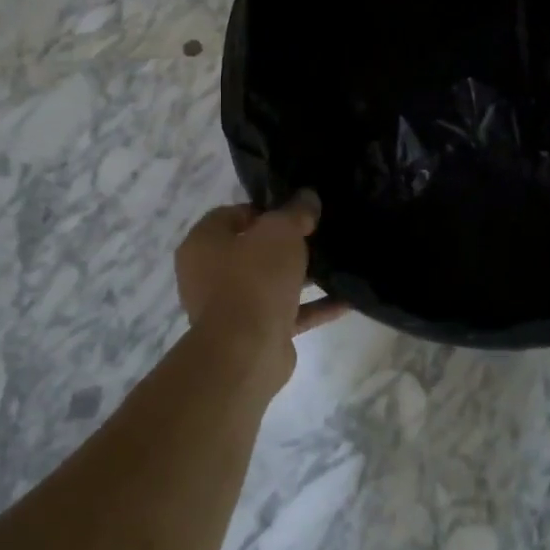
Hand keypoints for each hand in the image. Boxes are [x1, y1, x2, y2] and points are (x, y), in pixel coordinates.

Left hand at [174, 194, 346, 384]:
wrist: (246, 352)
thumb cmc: (254, 279)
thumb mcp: (280, 232)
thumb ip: (295, 211)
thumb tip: (308, 197)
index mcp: (203, 243)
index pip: (233, 214)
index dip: (266, 210)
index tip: (297, 211)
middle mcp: (209, 274)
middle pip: (253, 250)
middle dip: (287, 244)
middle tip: (319, 234)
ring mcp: (231, 307)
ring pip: (271, 283)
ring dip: (302, 276)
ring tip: (337, 264)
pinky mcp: (255, 334)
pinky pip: (288, 313)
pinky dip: (313, 307)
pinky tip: (346, 300)